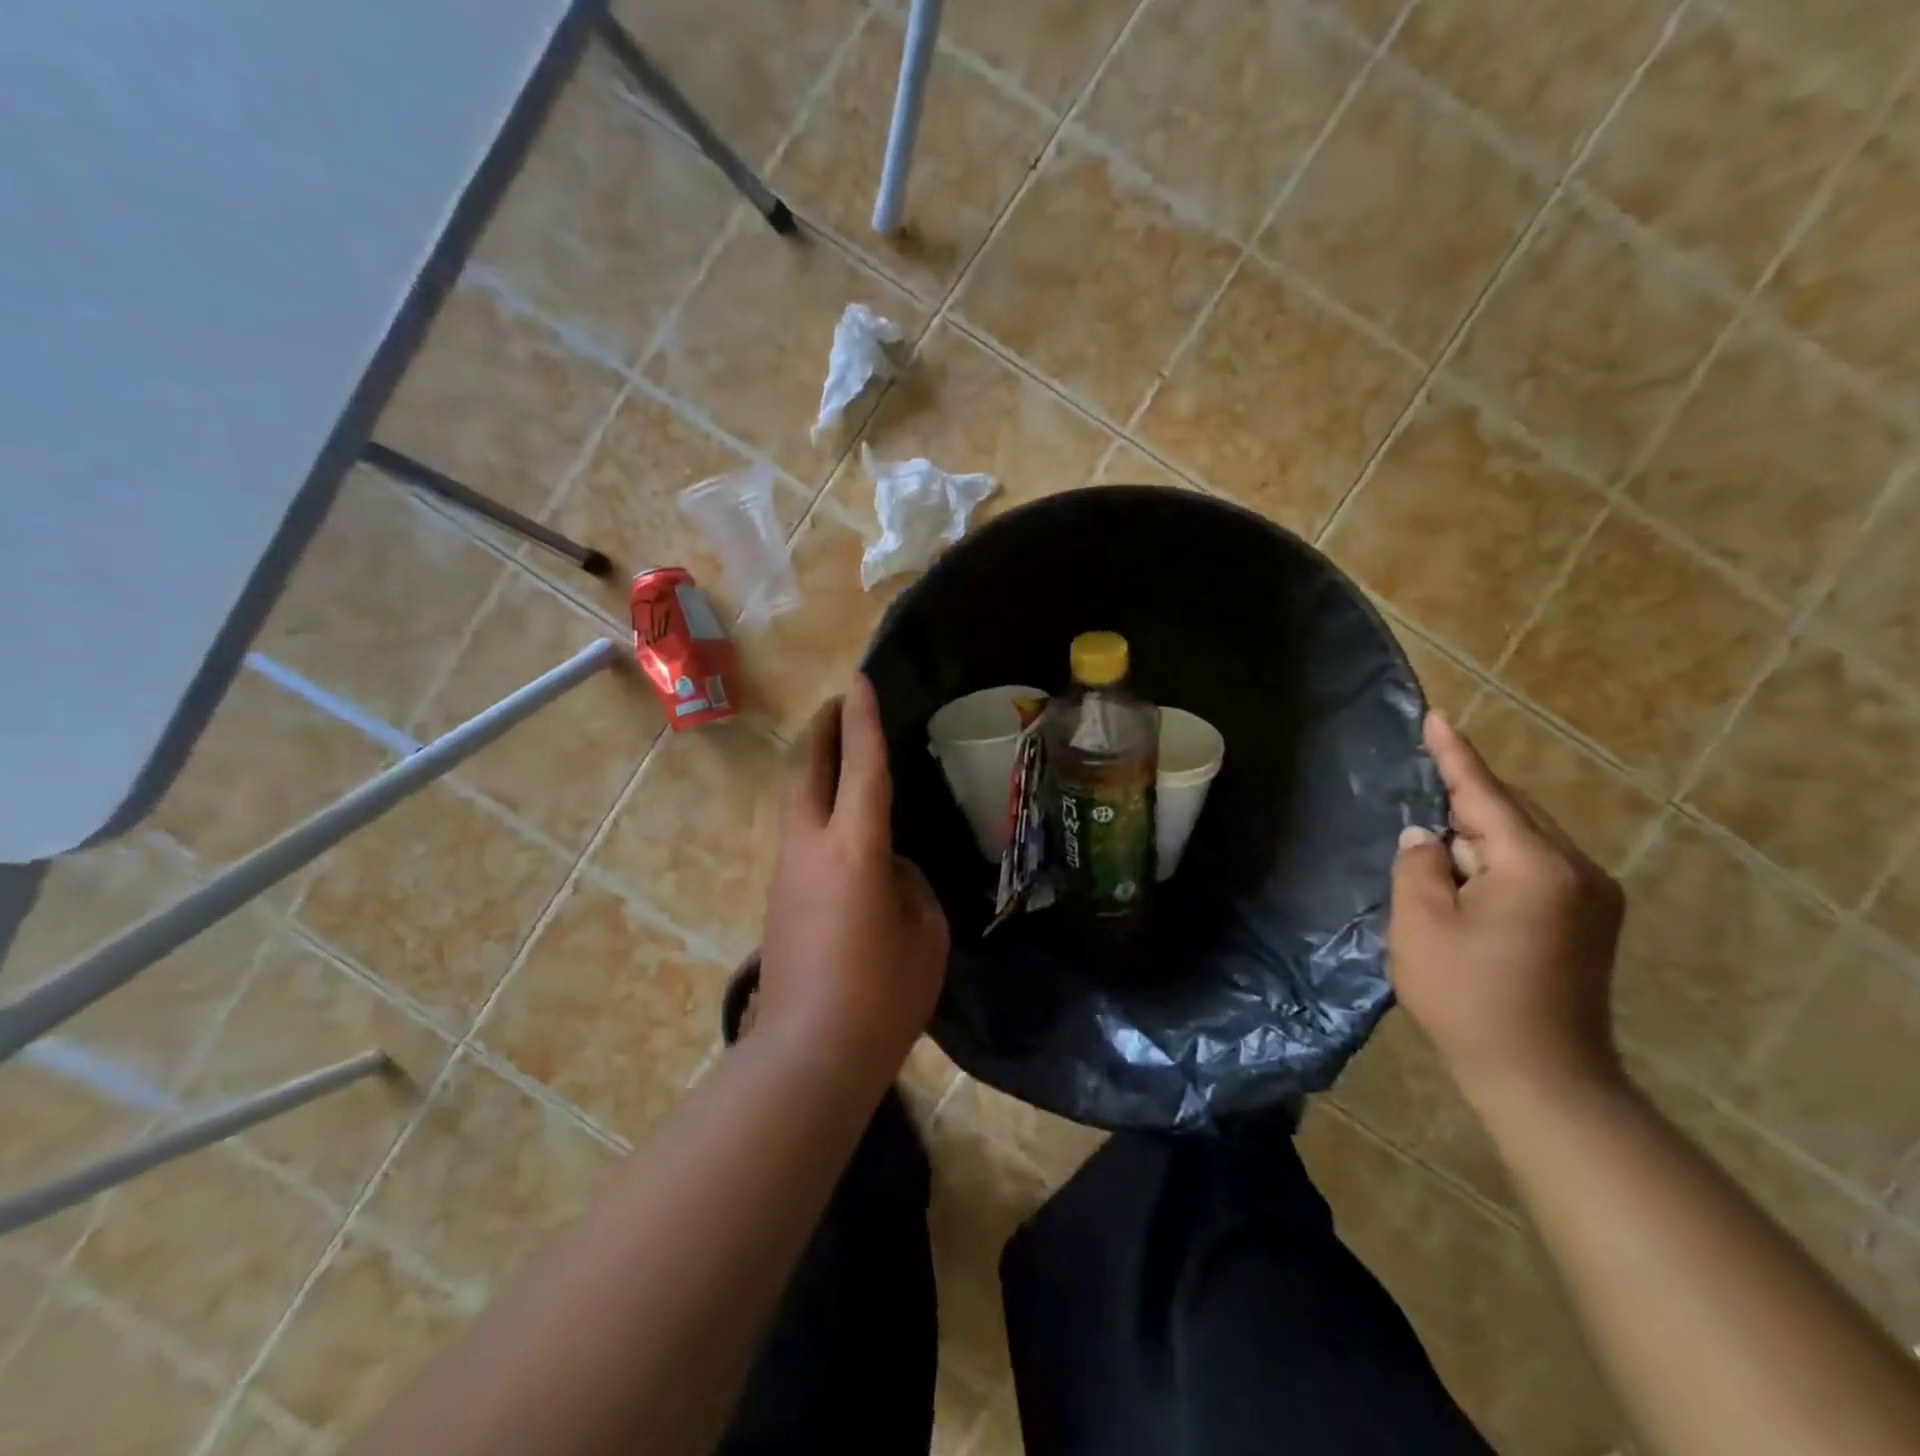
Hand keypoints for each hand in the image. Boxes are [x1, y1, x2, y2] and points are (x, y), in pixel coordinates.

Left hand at [755, 675, 949, 1088]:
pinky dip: (816, 807)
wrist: (808, 1054)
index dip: (863, 720)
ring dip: (815, 768)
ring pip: (795, 800)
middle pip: (806, 770)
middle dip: (822, 730)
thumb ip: (909, 886)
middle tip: (838, 705)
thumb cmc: (882, 995)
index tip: (860, 680)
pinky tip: (840, 823)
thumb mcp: (923, 933)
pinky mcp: (778, 898)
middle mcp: (811, 848)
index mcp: (854, 849)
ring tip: (841, 755)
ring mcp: (787, 872)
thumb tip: (888, 870)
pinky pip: (799, 833)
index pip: (862, 768)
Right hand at [1389, 711, 1625, 1104]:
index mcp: (1535, 865)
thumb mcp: (1422, 923)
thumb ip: (1419, 865)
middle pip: (1511, 814)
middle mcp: (1577, 870)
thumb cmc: (1468, 995)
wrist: (1543, 1077)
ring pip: (1524, 842)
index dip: (1454, 755)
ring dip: (1479, 837)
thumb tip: (1426, 837)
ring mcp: (1593, 898)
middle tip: (1420, 785)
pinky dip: (1497, 862)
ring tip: (1436, 843)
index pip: (1485, 794)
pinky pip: (1536, 868)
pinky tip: (1467, 877)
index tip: (1436, 717)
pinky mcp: (1591, 923)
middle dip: (1465, 802)